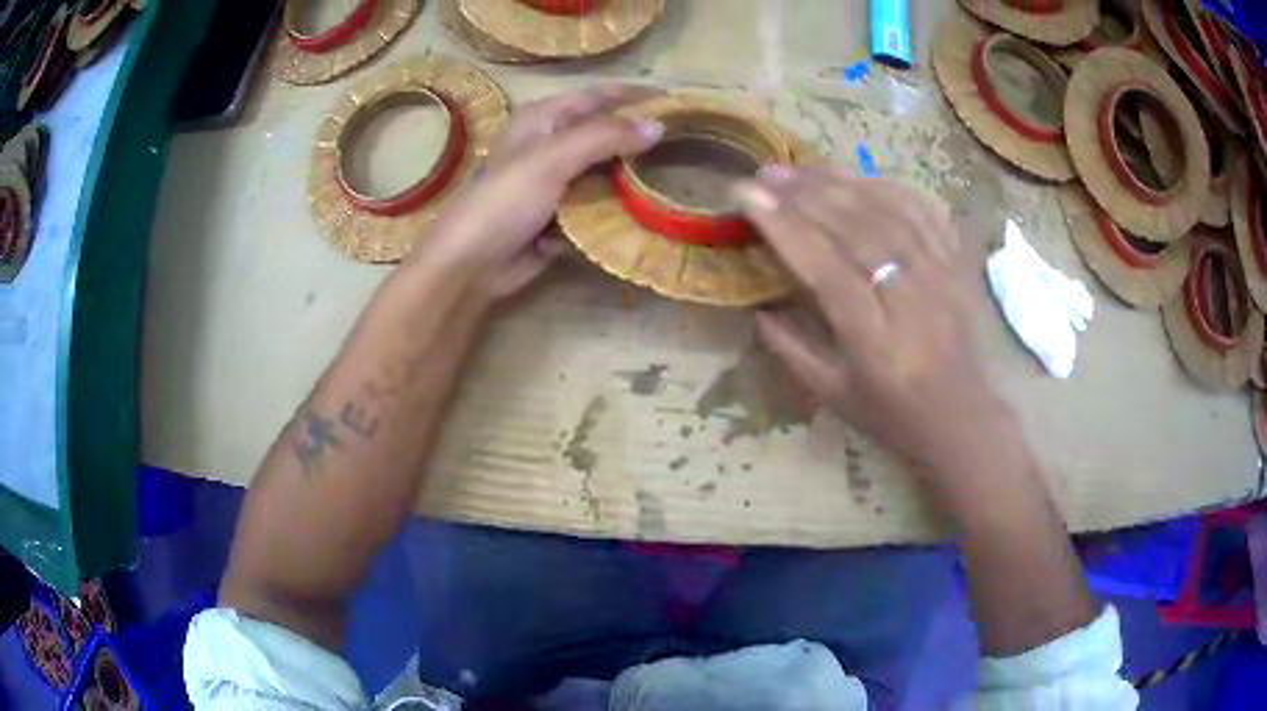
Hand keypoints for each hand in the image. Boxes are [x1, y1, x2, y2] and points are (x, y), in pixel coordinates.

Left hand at [405, 85, 663, 302]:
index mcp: (542, 120)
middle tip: (687, 142)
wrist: (471, 265)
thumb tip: (658, 126)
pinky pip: (597, 206)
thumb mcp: (552, 158)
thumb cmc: (504, 201)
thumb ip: (604, 137)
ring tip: (679, 174)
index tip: (676, 103)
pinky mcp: (560, 218)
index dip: (634, 97)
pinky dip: (618, 208)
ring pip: (603, 172)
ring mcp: (555, 184)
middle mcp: (550, 146)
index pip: (596, 97)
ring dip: (633, 176)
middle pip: (603, 135)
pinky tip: (650, 210)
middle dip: (639, 138)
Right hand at [733, 167, 1013, 477]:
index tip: (749, 197)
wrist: (960, 417)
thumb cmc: (892, 415)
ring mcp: (939, 277)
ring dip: (841, 183)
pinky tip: (857, 176)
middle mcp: (910, 301)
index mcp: (874, 342)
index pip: (826, 271)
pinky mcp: (956, 265)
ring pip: (889, 213)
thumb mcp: (833, 396)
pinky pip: (923, 212)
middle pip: (858, 231)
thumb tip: (756, 309)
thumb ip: (791, 352)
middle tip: (767, 172)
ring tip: (801, 167)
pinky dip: (888, 187)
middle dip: (807, 195)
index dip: (786, 229)